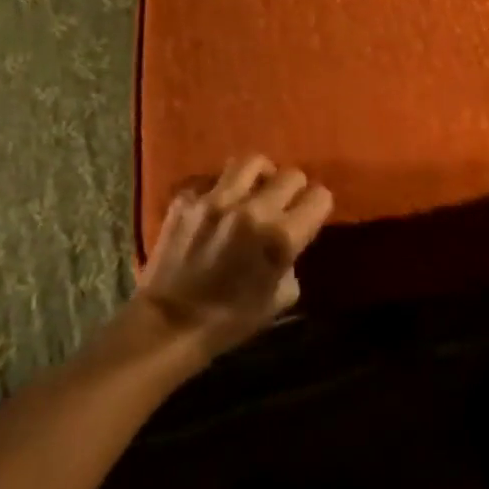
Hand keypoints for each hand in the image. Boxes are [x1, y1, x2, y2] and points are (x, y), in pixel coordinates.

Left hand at [134, 156, 333, 361]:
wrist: (168, 325)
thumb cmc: (230, 320)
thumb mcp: (281, 298)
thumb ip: (291, 261)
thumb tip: (288, 245)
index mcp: (281, 236)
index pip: (320, 197)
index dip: (318, 207)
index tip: (310, 218)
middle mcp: (252, 210)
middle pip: (291, 175)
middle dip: (294, 189)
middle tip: (285, 205)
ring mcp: (215, 200)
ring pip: (252, 162)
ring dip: (261, 176)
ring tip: (255, 190)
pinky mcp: (186, 200)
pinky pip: (213, 180)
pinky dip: (220, 189)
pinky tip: (218, 207)